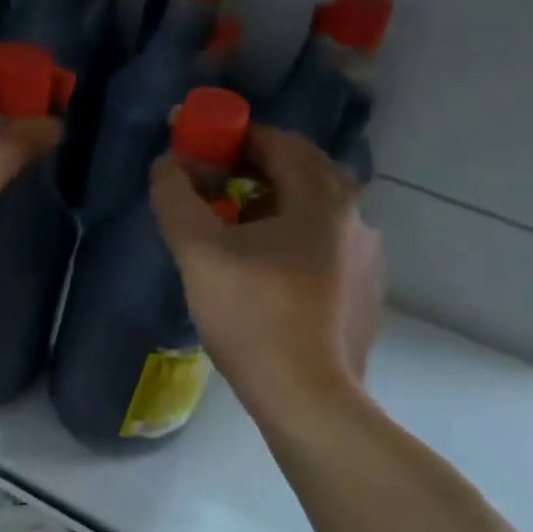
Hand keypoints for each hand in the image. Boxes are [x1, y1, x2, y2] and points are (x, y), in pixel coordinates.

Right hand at [151, 125, 383, 411]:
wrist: (307, 395)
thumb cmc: (252, 314)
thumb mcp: (198, 252)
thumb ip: (176, 198)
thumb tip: (166, 164)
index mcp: (321, 198)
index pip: (279, 141)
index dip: (235, 136)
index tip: (201, 148)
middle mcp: (355, 216)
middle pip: (302, 171)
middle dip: (256, 167)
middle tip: (214, 183)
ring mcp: (366, 256)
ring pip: (316, 210)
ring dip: (275, 203)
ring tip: (235, 226)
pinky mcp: (365, 290)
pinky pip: (325, 244)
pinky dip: (294, 237)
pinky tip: (267, 270)